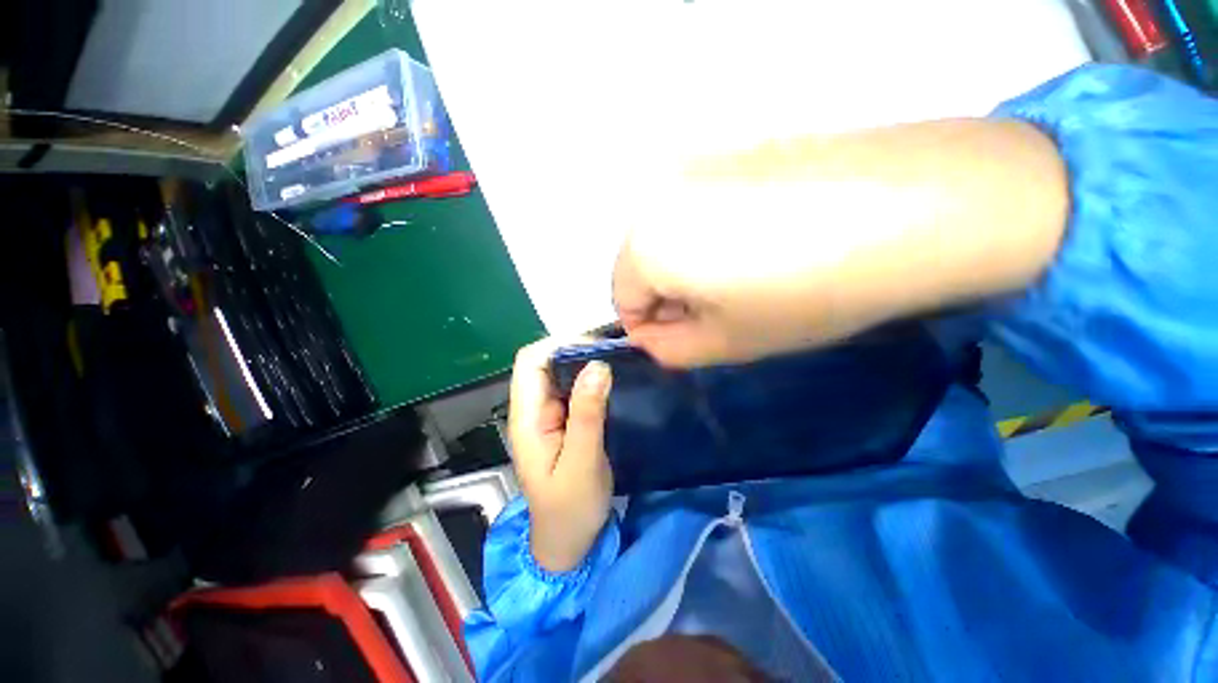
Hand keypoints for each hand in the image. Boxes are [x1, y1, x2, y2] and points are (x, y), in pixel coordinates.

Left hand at [508, 339, 613, 572]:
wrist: (567, 541)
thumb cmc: (570, 509)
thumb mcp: (582, 463)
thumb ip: (588, 414)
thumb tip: (598, 366)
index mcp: (527, 418)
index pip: (530, 362)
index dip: (559, 345)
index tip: (595, 346)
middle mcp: (532, 409)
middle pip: (544, 362)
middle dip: (576, 349)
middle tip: (613, 350)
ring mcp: (546, 414)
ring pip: (560, 373)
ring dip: (585, 362)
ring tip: (616, 359)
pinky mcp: (562, 421)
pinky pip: (572, 388)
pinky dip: (590, 378)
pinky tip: (611, 379)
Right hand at [614, 120, 1067, 367]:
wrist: (916, 209)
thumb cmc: (806, 294)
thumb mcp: (726, 342)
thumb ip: (671, 348)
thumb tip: (651, 335)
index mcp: (646, 244)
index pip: (622, 300)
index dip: (651, 327)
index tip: (688, 337)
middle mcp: (658, 193)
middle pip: (641, 264)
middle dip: (669, 296)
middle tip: (720, 311)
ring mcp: (697, 162)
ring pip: (669, 234)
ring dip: (691, 265)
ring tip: (747, 276)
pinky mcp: (734, 148)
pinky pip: (700, 206)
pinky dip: (714, 233)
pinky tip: (765, 240)